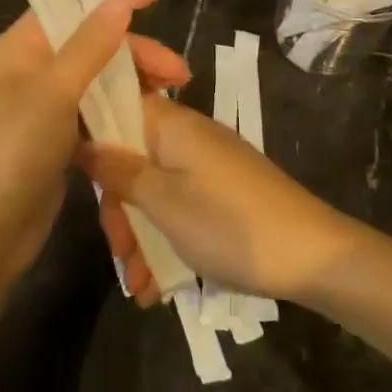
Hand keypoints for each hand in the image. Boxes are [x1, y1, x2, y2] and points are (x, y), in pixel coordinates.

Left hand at [0, 0, 189, 296]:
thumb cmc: (9, 152)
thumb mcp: (52, 91)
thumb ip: (90, 43)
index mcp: (19, 48)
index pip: (68, 6)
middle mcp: (29, 72)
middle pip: (89, 45)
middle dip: (135, 53)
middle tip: (180, 74)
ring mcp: (40, 111)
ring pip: (95, 83)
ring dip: (133, 84)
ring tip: (173, 96)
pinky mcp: (53, 146)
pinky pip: (93, 117)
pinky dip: (120, 114)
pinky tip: (149, 124)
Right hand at [79, 93, 358, 304]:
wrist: (312, 256)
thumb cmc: (230, 225)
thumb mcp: (164, 203)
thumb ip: (120, 171)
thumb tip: (84, 141)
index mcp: (172, 124)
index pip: (119, 105)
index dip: (93, 135)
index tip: (79, 178)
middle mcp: (187, 137)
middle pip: (133, 158)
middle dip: (119, 208)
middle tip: (119, 252)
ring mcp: (207, 167)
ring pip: (155, 190)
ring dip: (141, 235)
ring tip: (140, 285)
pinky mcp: (222, 194)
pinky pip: (181, 207)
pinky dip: (167, 240)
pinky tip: (159, 286)